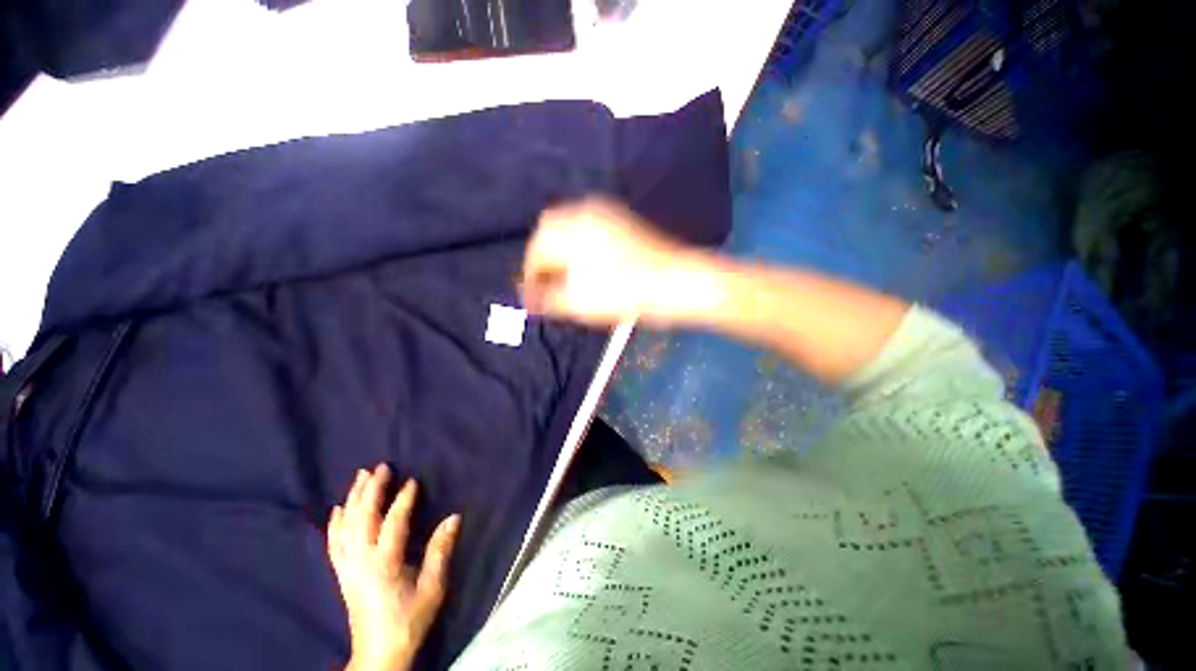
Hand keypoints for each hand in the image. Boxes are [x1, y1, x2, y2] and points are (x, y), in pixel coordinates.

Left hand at [328, 464, 460, 670]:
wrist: (379, 652)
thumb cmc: (410, 618)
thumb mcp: (433, 587)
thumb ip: (441, 551)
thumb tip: (454, 517)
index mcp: (385, 564)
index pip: (393, 524)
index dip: (402, 501)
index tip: (412, 480)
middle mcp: (361, 562)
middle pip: (362, 519)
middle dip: (371, 490)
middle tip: (381, 467)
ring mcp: (347, 567)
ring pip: (345, 527)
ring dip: (353, 499)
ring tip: (360, 477)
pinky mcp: (342, 573)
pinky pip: (333, 543)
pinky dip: (335, 523)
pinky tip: (338, 509)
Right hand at [521, 197, 711, 325]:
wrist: (677, 281)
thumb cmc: (625, 292)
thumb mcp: (579, 302)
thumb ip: (548, 299)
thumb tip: (529, 299)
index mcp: (568, 227)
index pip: (535, 251)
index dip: (530, 278)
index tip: (532, 300)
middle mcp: (583, 211)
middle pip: (549, 233)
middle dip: (544, 261)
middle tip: (546, 287)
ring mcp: (605, 212)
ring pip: (569, 230)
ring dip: (561, 254)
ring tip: (565, 280)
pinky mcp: (621, 220)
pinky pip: (588, 229)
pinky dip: (579, 247)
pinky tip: (587, 267)